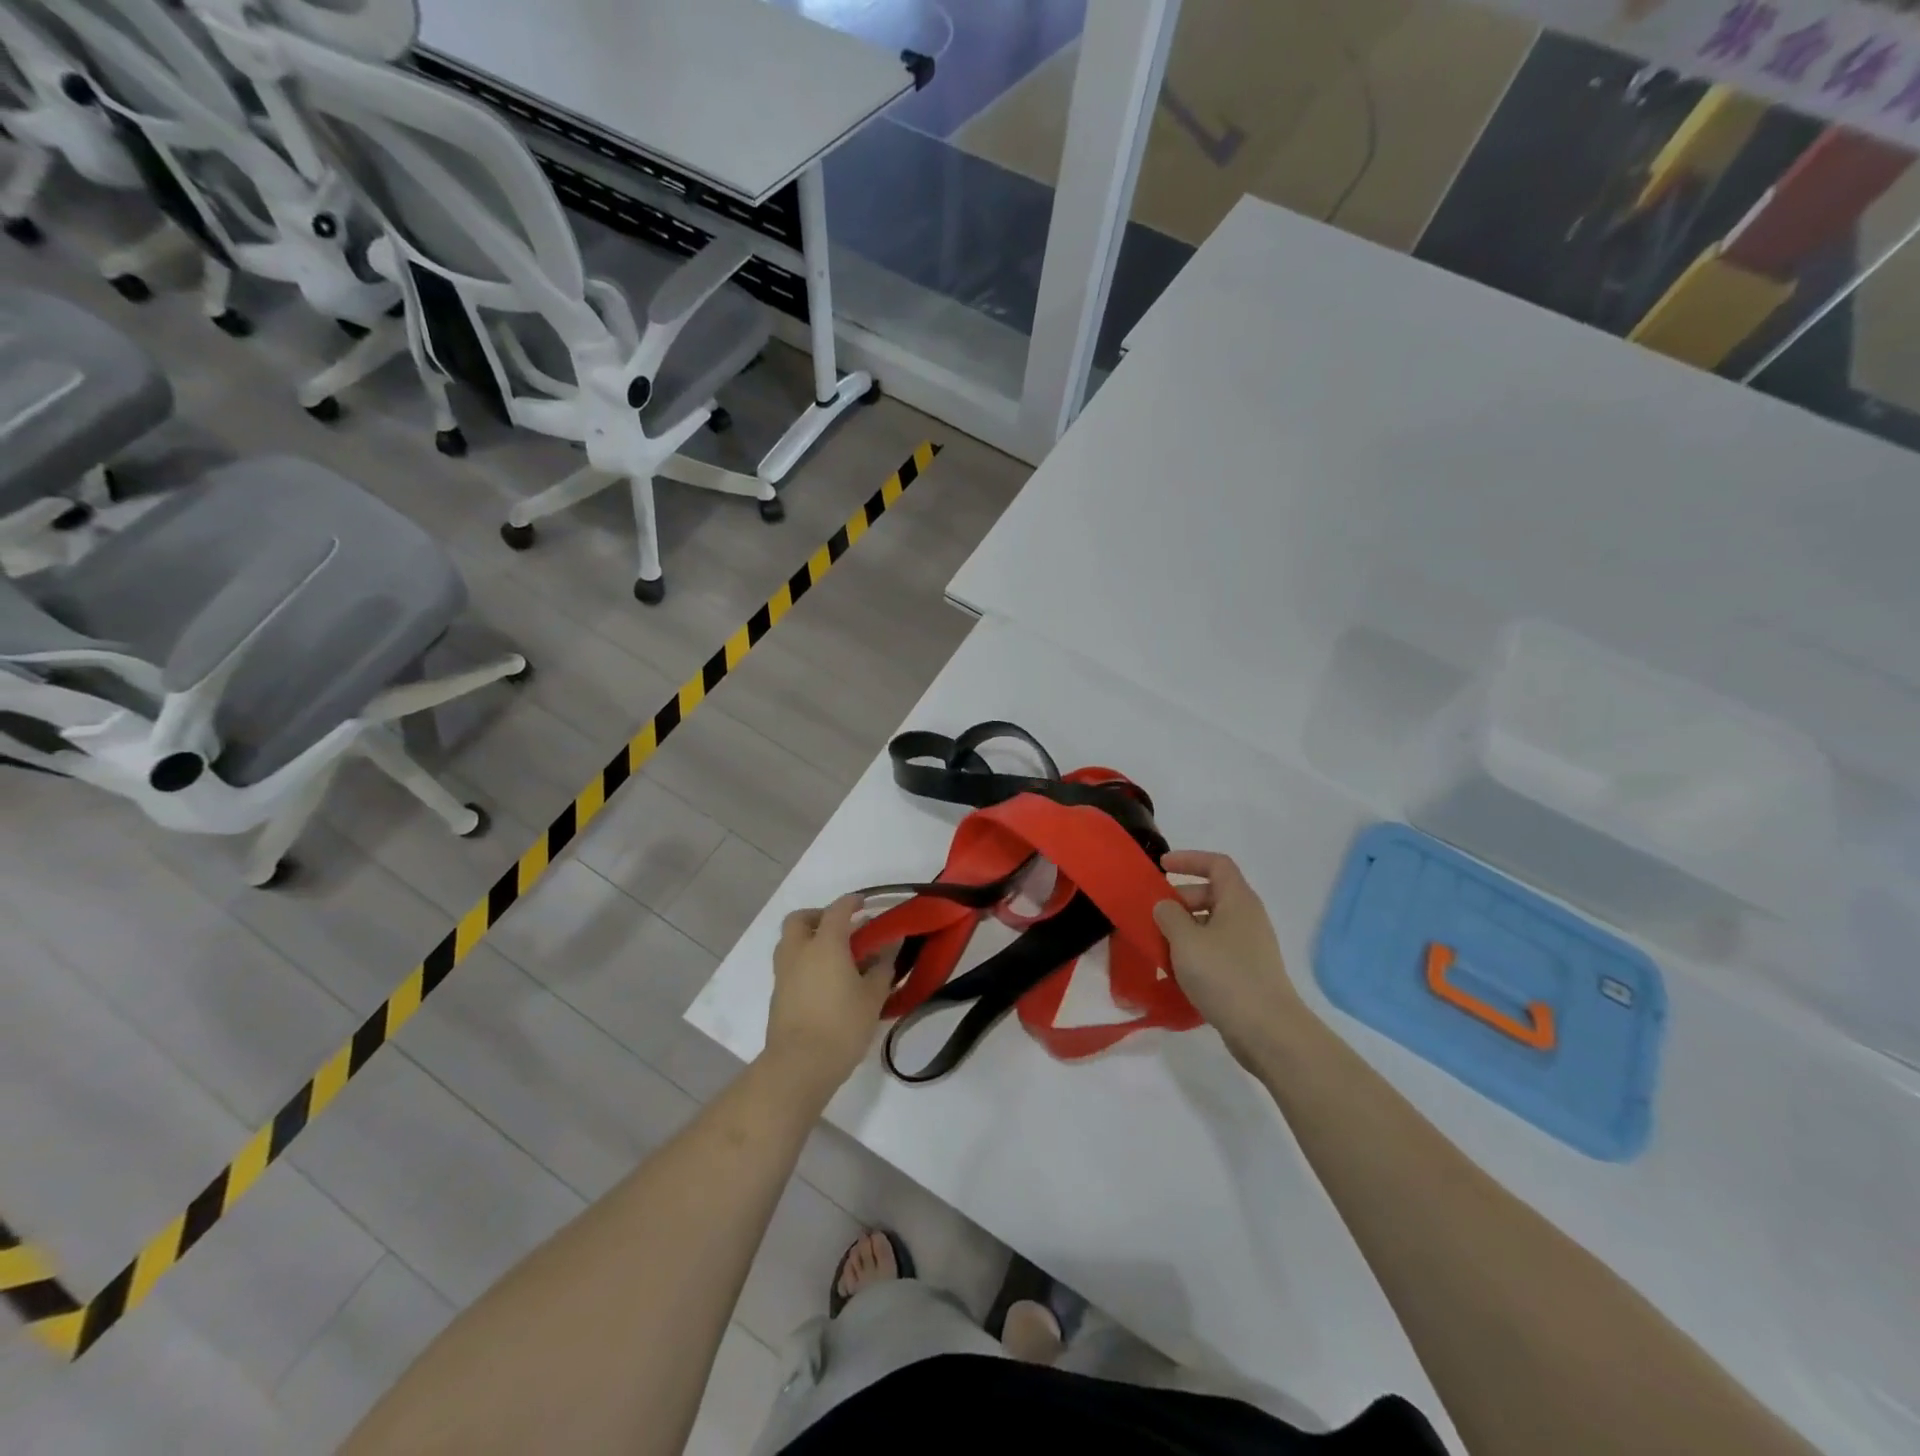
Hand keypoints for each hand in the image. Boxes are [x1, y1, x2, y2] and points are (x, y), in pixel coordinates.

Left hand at [763, 895, 891, 1098]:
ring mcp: (784, 974)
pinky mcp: (777, 995)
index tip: (865, 903)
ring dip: (809, 939)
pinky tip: (825, 982)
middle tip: (842, 929)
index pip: (837, 910)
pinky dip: (804, 962)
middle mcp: (799, 951)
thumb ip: (883, 966)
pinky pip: (790, 965)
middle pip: (800, 919)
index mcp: (825, 944)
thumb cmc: (842, 1025)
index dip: (852, 902)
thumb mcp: (873, 996)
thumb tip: (890, 945)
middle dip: (819, 916)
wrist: (799, 1066)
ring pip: (790, 942)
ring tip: (834, 956)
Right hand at [1154, 850, 1306, 1063]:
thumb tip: (1164, 906)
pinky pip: (1216, 950)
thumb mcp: (1186, 940)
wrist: (1267, 1031)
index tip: (1161, 866)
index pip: (1216, 864)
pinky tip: (1176, 973)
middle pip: (1212, 894)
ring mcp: (1250, 947)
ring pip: (1212, 925)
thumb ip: (1168, 915)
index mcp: (1238, 900)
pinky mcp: (1248, 973)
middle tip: (1154, 915)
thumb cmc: (1225, 975)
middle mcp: (1248, 918)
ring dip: (1184, 929)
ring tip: (1159, 946)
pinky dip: (1195, 953)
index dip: (1188, 859)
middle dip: (1180, 900)